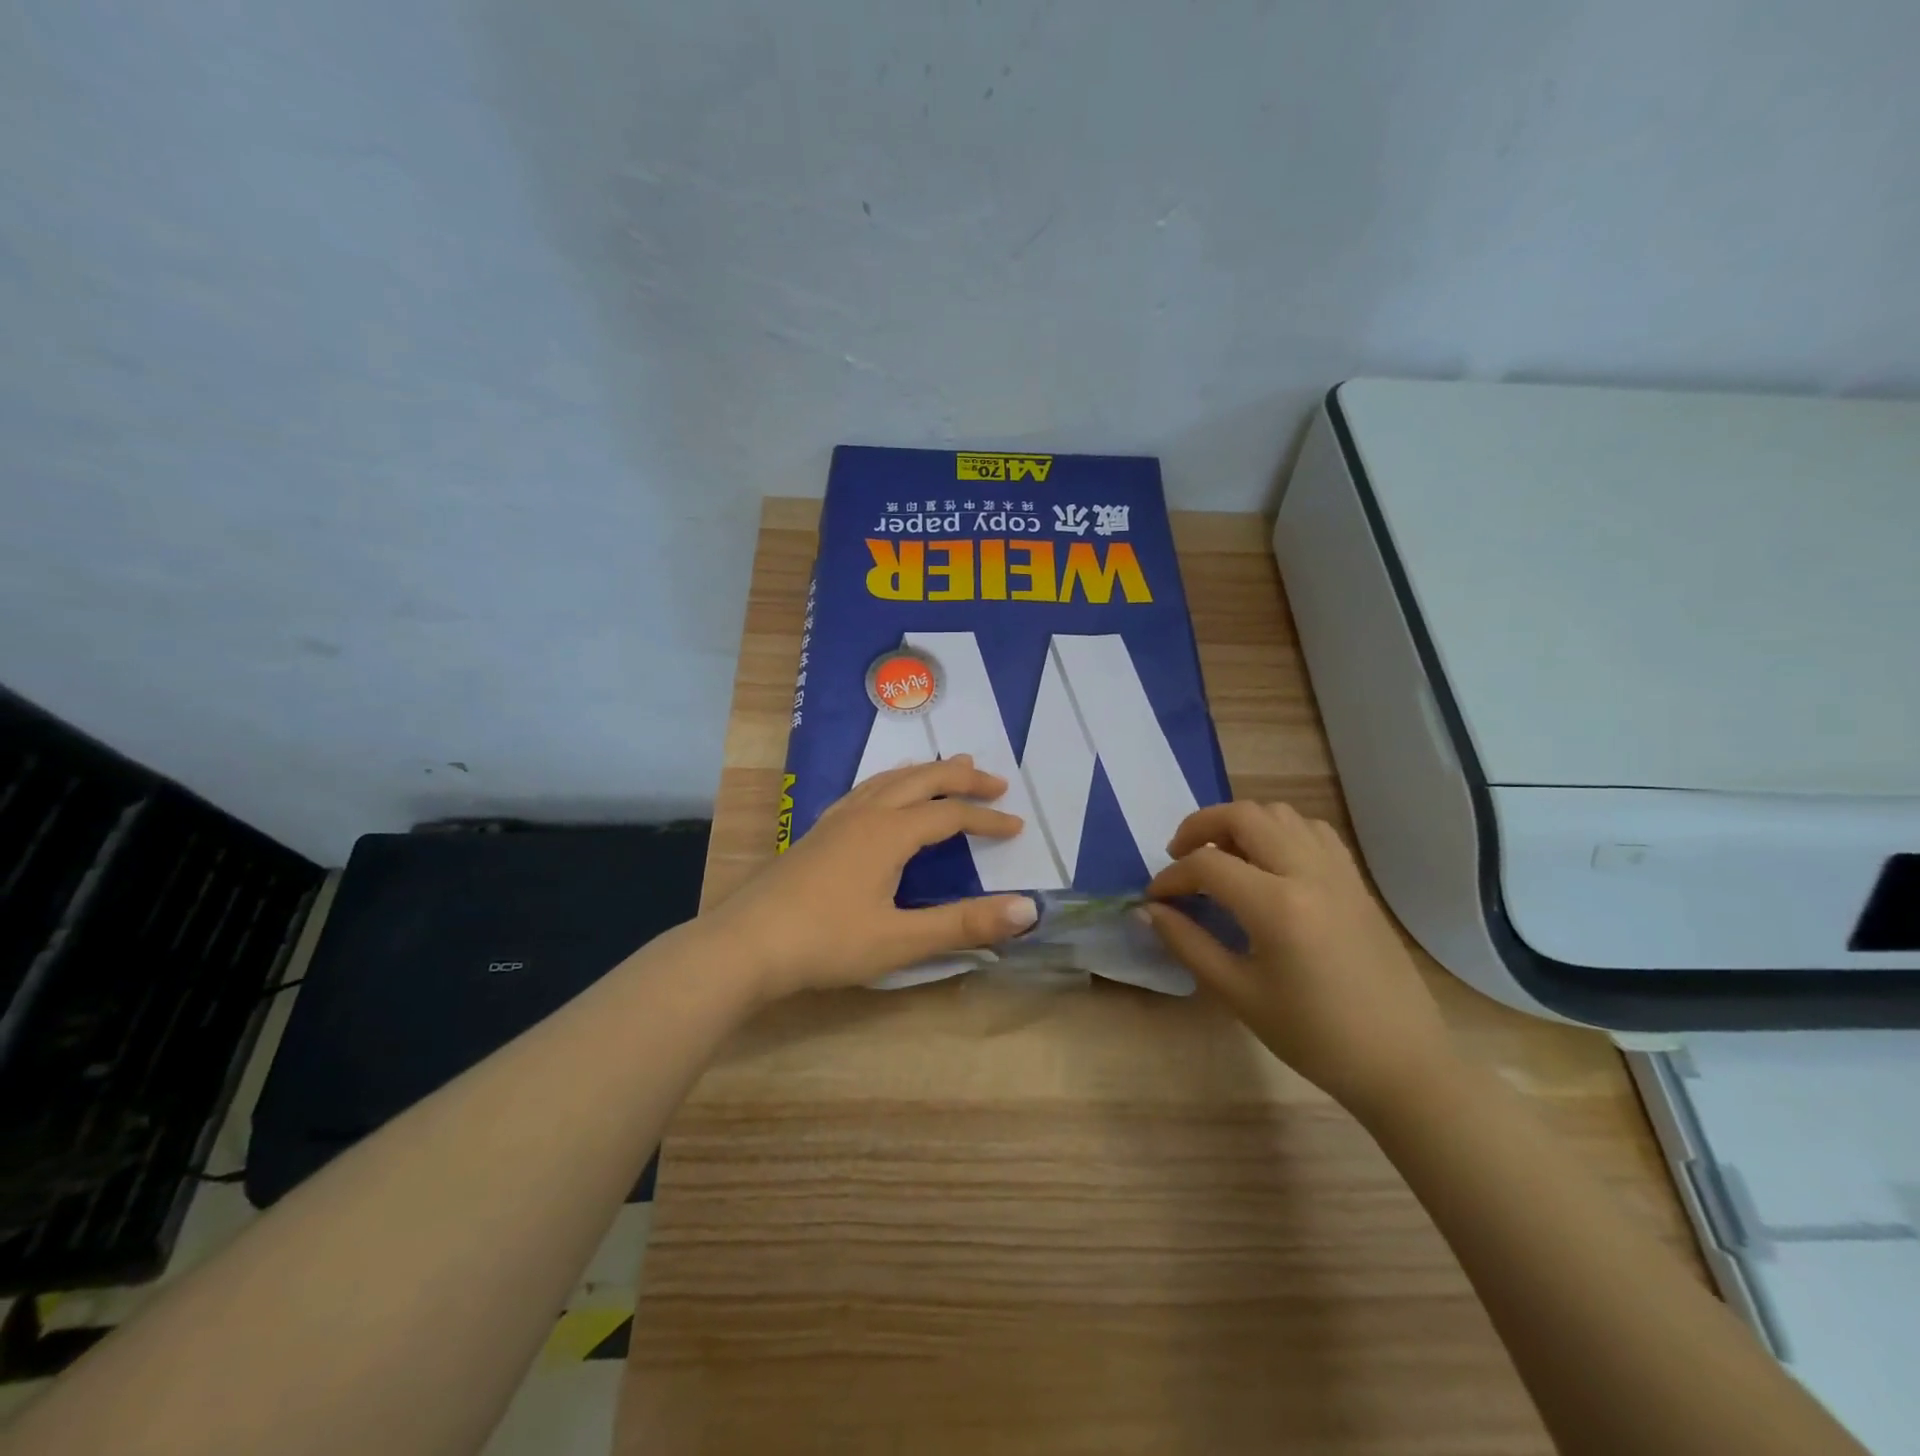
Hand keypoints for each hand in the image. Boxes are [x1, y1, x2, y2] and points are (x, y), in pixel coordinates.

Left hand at [705, 756, 1040, 1002]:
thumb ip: (965, 924)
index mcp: (889, 833)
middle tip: (994, 781)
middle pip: (921, 781)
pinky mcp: (817, 832)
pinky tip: (884, 795)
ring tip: (948, 768)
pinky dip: (891, 782)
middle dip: (961, 778)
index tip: (1017, 826)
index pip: (950, 814)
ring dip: (925, 772)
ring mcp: (836, 820)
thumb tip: (1029, 909)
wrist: (746, 944)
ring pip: (889, 780)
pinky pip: (865, 790)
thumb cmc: (826, 942)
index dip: (987, 819)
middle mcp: (865, 814)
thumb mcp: (902, 940)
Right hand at [1144, 801, 1457, 1121]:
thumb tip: (1148, 911)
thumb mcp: (1238, 995)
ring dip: (1241, 824)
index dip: (1171, 877)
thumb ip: (1188, 944)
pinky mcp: (1356, 880)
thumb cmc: (1313, 1037)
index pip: (1207, 864)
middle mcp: (1309, 873)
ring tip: (1222, 857)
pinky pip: (1311, 830)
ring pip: (1280, 813)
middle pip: (1244, 815)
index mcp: (1278, 906)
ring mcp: (1338, 871)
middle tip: (1179, 857)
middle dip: (1200, 827)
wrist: (1401, 1062)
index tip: (1155, 899)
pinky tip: (1268, 863)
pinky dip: (1279, 831)